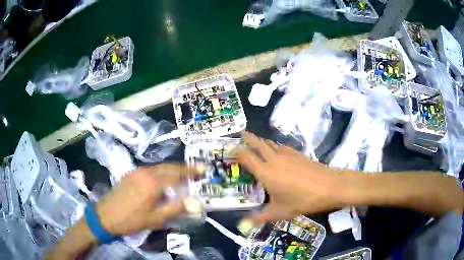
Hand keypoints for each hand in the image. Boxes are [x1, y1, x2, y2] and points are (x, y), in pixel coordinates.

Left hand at [96, 164, 200, 235]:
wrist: (106, 215)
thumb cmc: (132, 219)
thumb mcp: (156, 218)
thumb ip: (176, 208)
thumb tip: (197, 203)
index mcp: (153, 182)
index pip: (177, 173)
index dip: (191, 171)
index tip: (203, 169)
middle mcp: (146, 172)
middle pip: (168, 167)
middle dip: (183, 169)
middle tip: (196, 172)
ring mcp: (137, 172)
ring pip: (159, 168)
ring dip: (172, 170)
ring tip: (182, 177)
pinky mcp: (131, 174)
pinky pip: (150, 170)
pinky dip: (161, 173)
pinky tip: (162, 182)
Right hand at [237, 132, 347, 224]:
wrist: (329, 186)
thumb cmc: (302, 200)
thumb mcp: (279, 212)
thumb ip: (259, 218)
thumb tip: (243, 225)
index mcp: (266, 172)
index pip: (246, 156)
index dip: (236, 151)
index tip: (229, 150)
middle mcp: (274, 159)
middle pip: (257, 143)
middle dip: (247, 138)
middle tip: (240, 136)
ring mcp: (287, 154)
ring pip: (270, 143)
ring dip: (261, 141)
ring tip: (255, 144)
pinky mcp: (298, 153)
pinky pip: (281, 146)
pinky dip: (274, 146)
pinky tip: (276, 152)